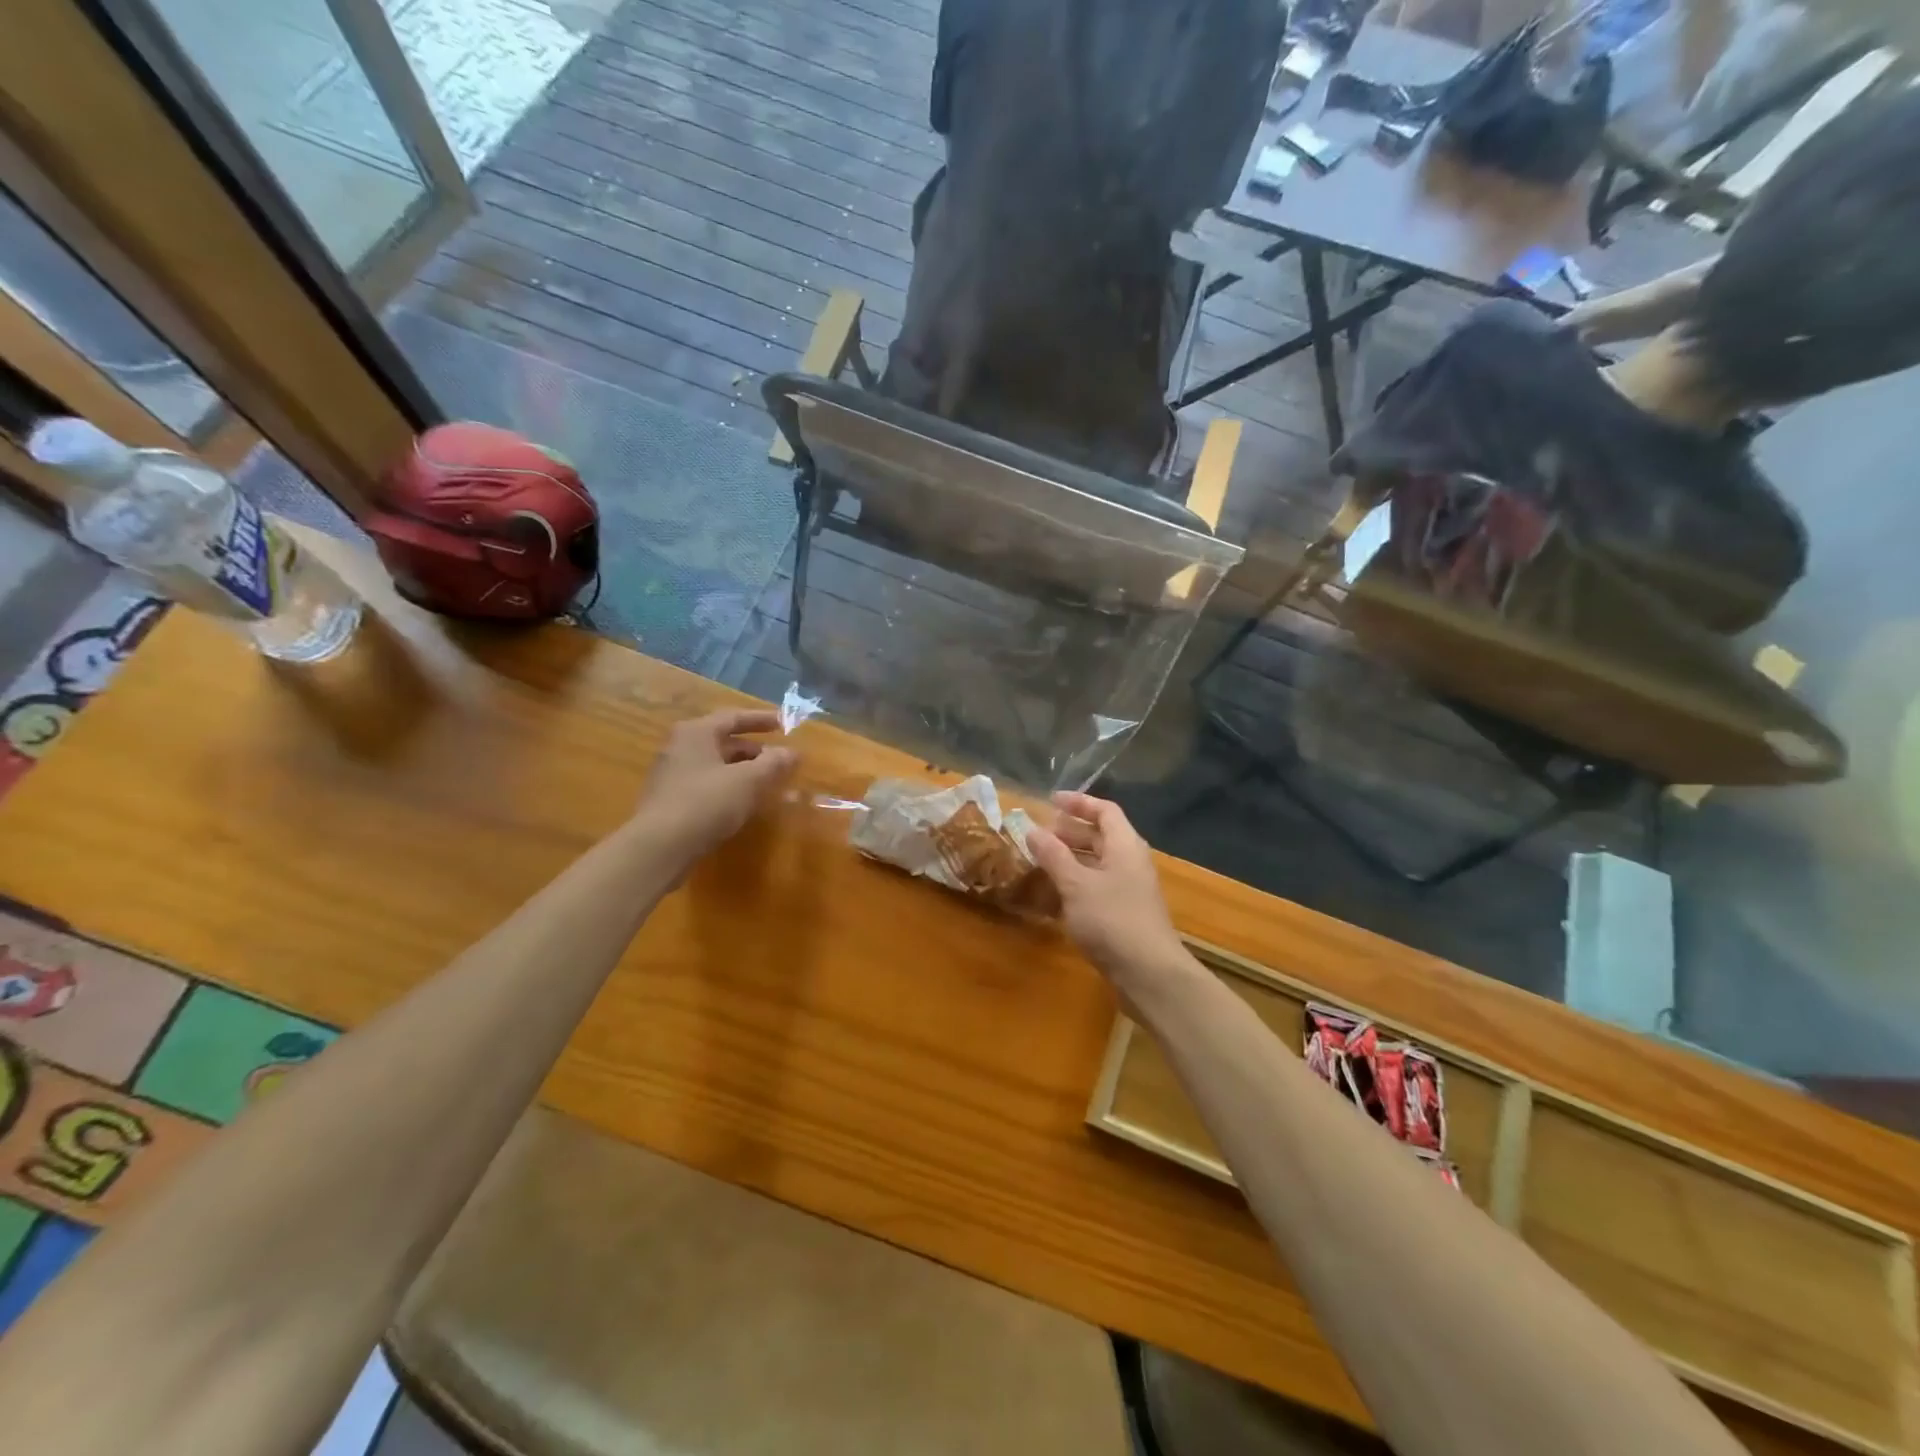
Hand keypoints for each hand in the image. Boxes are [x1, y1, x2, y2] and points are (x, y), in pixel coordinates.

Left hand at [634, 709, 797, 867]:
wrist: (660, 847)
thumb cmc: (706, 802)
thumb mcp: (748, 781)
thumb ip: (773, 763)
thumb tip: (792, 752)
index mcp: (696, 732)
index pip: (733, 717)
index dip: (761, 720)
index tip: (784, 724)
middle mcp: (679, 747)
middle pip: (723, 742)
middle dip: (754, 751)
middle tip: (779, 761)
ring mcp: (672, 774)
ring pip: (715, 765)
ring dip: (743, 771)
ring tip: (767, 783)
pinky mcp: (670, 800)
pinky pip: (706, 785)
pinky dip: (728, 787)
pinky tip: (744, 804)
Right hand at [1026, 792, 1184, 985]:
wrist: (1148, 973)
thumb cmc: (1112, 919)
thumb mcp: (1076, 884)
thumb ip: (1053, 855)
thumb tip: (1032, 829)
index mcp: (1125, 845)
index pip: (1104, 811)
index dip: (1078, 803)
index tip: (1050, 801)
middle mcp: (1130, 862)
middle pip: (1100, 836)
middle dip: (1069, 832)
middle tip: (1038, 834)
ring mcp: (1128, 890)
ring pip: (1096, 864)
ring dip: (1068, 860)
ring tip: (1039, 862)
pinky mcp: (1123, 915)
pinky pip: (1095, 888)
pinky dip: (1073, 886)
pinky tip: (1051, 897)